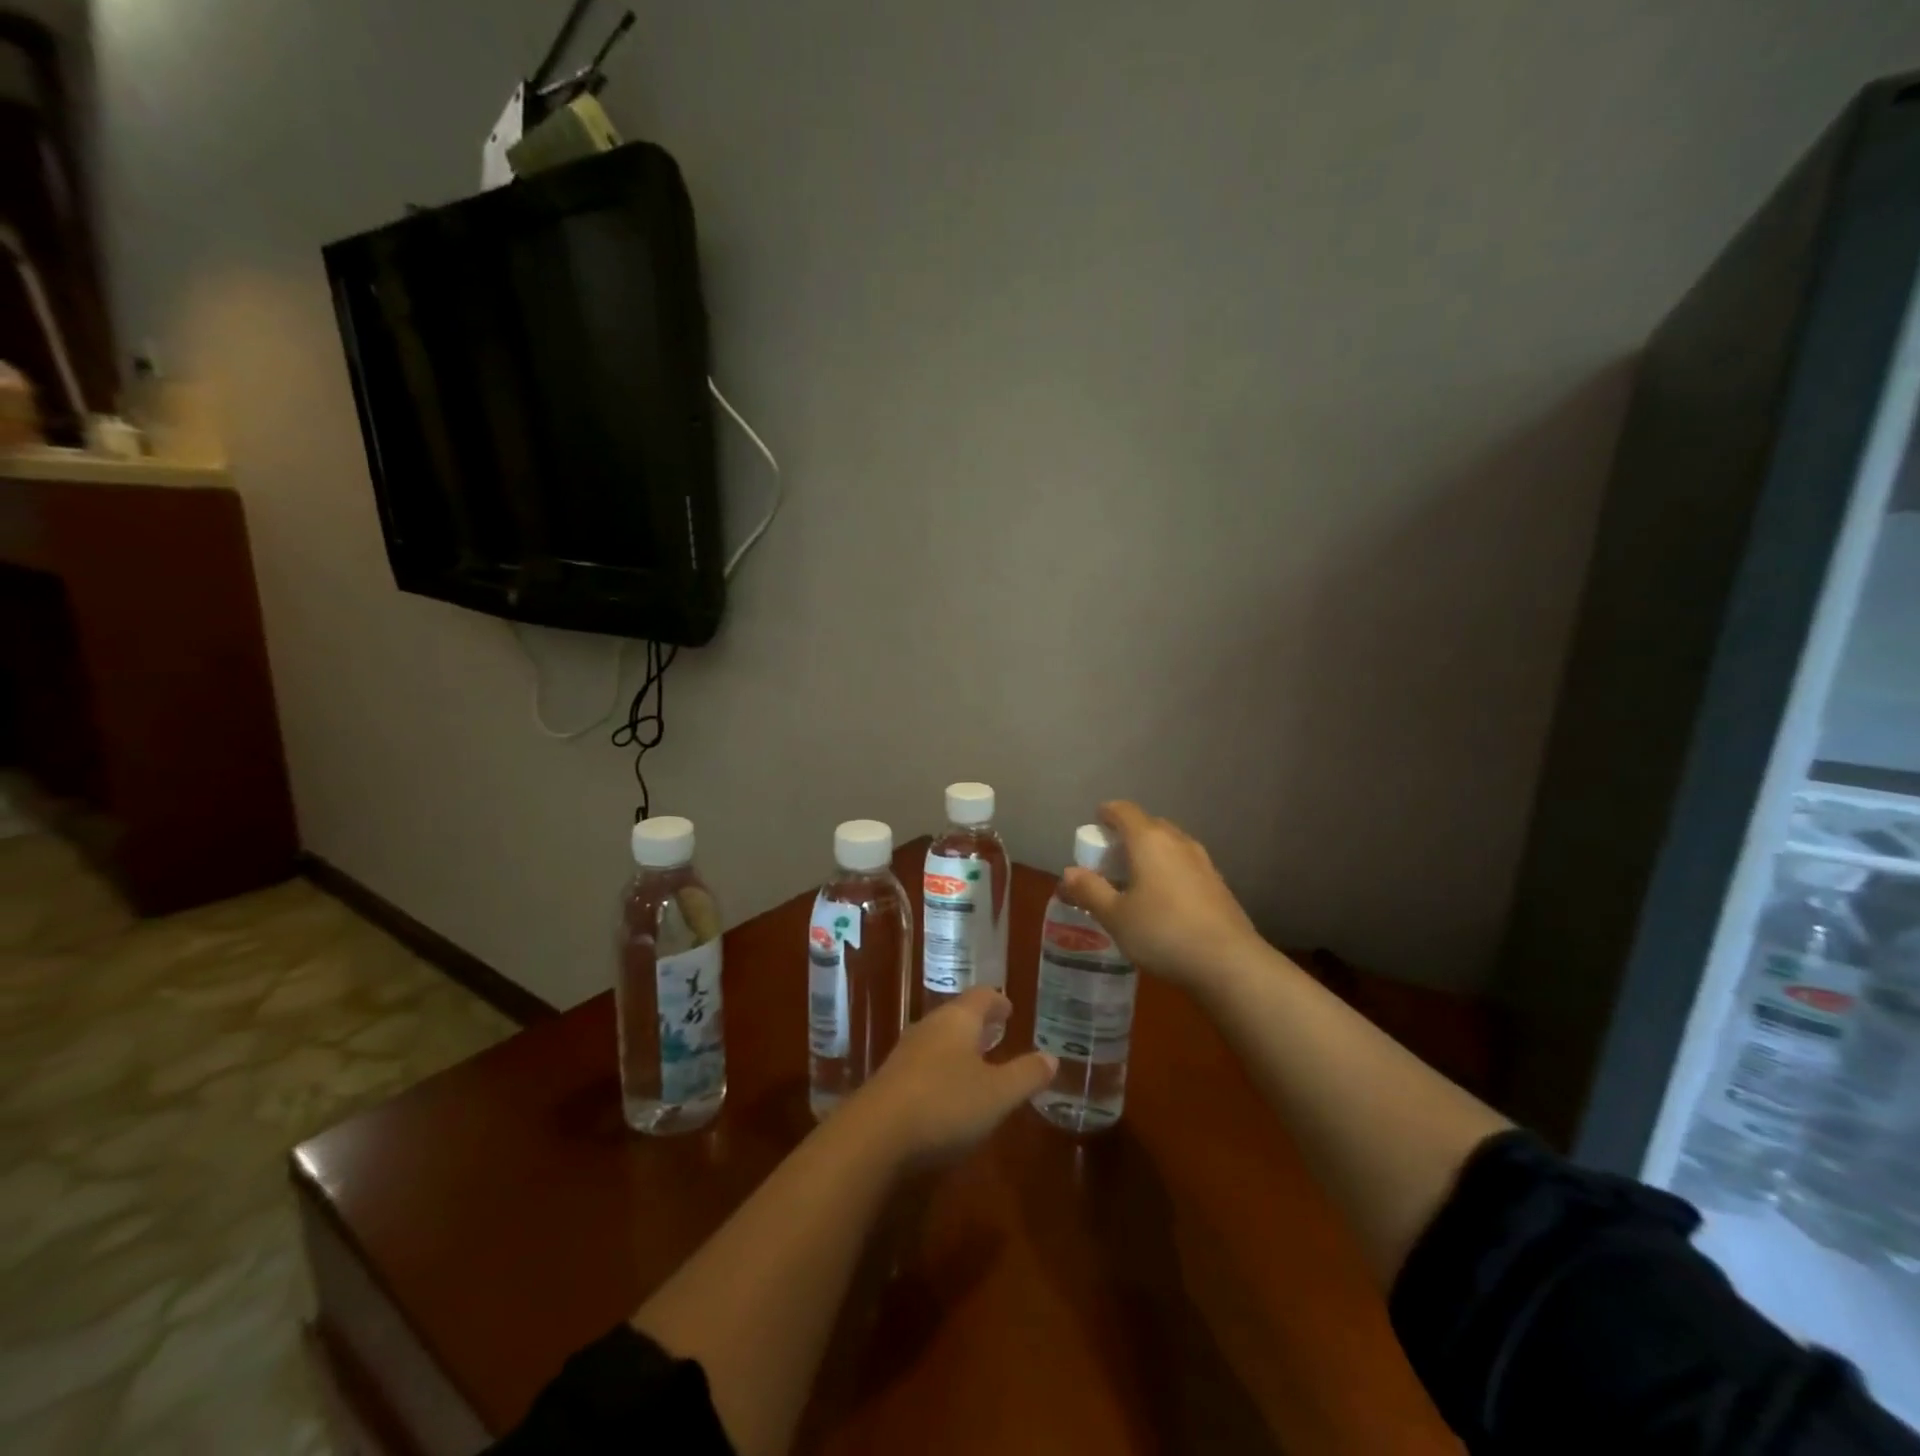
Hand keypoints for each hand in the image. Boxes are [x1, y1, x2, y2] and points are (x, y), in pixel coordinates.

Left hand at [852, 988, 1055, 1165]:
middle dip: (978, 1024)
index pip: (981, 997)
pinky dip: (941, 1069)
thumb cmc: (945, 1105)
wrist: (874, 1137)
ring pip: (938, 1040)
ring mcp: (905, 1054)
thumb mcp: (997, 1095)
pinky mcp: (890, 1082)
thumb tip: (1051, 1058)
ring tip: (976, 1060)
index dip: (997, 1002)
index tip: (1009, 1008)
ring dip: (958, 1047)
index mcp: (957, 1020)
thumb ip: (1026, 1075)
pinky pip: (923, 1065)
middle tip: (997, 1032)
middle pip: (957, 1016)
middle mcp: (929, 1028)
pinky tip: (947, 1091)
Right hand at [1057, 800, 1265, 989]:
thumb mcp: (1115, 916)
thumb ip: (1090, 890)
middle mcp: (1178, 842)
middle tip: (1109, 858)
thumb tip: (1068, 873)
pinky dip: (1168, 871)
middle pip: (1148, 825)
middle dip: (1127, 835)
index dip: (1106, 813)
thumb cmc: (1163, 932)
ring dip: (1150, 854)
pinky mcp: (1218, 884)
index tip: (1094, 824)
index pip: (1124, 810)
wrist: (1229, 962)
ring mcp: (1203, 862)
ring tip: (1135, 879)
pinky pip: (1185, 865)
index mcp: (1149, 840)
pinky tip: (1163, 900)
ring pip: (1169, 845)